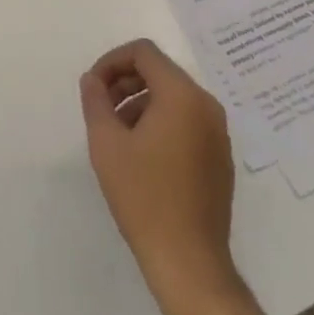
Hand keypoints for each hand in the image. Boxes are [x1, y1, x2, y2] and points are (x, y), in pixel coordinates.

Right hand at [79, 39, 244, 314]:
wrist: (189, 262)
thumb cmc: (144, 196)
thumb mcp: (106, 143)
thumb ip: (96, 101)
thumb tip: (93, 79)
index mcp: (182, 95)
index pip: (144, 53)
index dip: (112, 61)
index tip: (93, 86)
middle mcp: (206, 106)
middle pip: (160, 72)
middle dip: (125, 82)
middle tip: (101, 108)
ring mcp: (218, 133)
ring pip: (173, 97)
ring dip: (141, 103)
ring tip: (117, 134)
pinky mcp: (220, 158)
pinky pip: (187, 121)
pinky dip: (161, 122)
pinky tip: (142, 155)